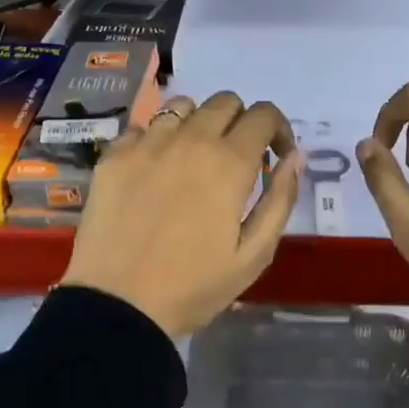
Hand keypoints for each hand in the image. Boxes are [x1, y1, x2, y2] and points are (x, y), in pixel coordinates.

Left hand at [61, 92, 301, 338]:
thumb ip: (280, 199)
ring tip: (193, 159)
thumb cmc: (192, 287)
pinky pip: (143, 127)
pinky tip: (155, 171)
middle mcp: (189, 139)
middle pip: (225, 101)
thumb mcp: (254, 255)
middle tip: (236, 160)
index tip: (275, 157)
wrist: (117, 306)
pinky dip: (157, 139)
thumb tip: (295, 156)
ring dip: (198, 124)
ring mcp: (146, 144)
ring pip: (182, 106)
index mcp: (229, 163)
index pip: (264, 115)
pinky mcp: (113, 156)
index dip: (278, 130)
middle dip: (241, 122)